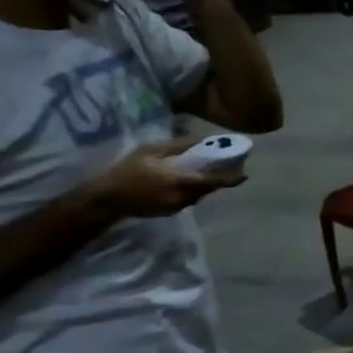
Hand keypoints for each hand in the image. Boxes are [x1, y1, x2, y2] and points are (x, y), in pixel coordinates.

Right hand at [91, 138, 241, 218]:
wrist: (107, 197)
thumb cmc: (128, 170)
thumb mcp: (150, 151)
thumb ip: (178, 146)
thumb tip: (201, 140)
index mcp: (180, 181)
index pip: (213, 182)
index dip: (231, 179)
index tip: (245, 175)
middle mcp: (183, 196)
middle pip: (209, 189)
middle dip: (219, 180)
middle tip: (227, 169)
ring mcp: (177, 206)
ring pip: (199, 195)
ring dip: (205, 186)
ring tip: (206, 173)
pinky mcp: (170, 212)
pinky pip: (188, 200)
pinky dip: (192, 191)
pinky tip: (187, 182)